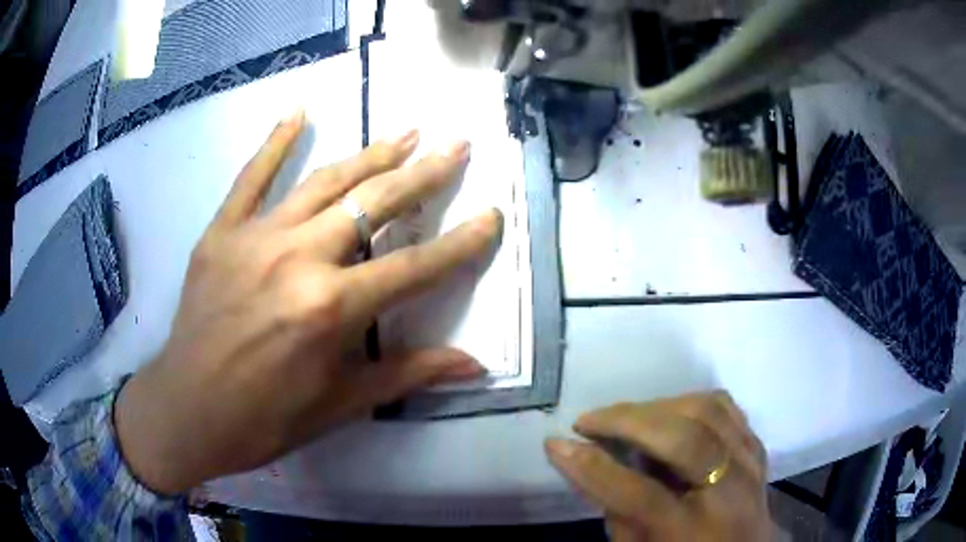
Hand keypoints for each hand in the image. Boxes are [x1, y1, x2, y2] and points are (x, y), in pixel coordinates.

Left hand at [115, 111, 502, 493]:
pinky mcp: (220, 233)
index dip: (460, 244)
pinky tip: (299, 113)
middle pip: (373, 205)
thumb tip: (475, 366)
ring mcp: (254, 239)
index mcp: (331, 310)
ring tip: (405, 132)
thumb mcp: (340, 405)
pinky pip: (250, 178)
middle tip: (456, 146)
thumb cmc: (265, 419)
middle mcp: (297, 260)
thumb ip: (408, 375)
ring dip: (370, 155)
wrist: (187, 411)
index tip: (491, 216)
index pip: (415, 267)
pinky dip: (275, 143)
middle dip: (423, 175)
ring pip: (323, 182)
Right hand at [546, 392, 770, 541]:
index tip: (556, 444)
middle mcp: (730, 491)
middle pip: (683, 439)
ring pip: (707, 411)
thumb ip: (616, 511)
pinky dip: (690, 402)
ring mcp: (750, 462)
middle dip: (627, 421)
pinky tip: (666, 412)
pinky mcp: (756, 445)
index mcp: (694, 531)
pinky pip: (725, 407)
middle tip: (589, 420)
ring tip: (625, 417)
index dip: (593, 468)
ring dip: (657, 406)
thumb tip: (589, 464)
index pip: (640, 494)